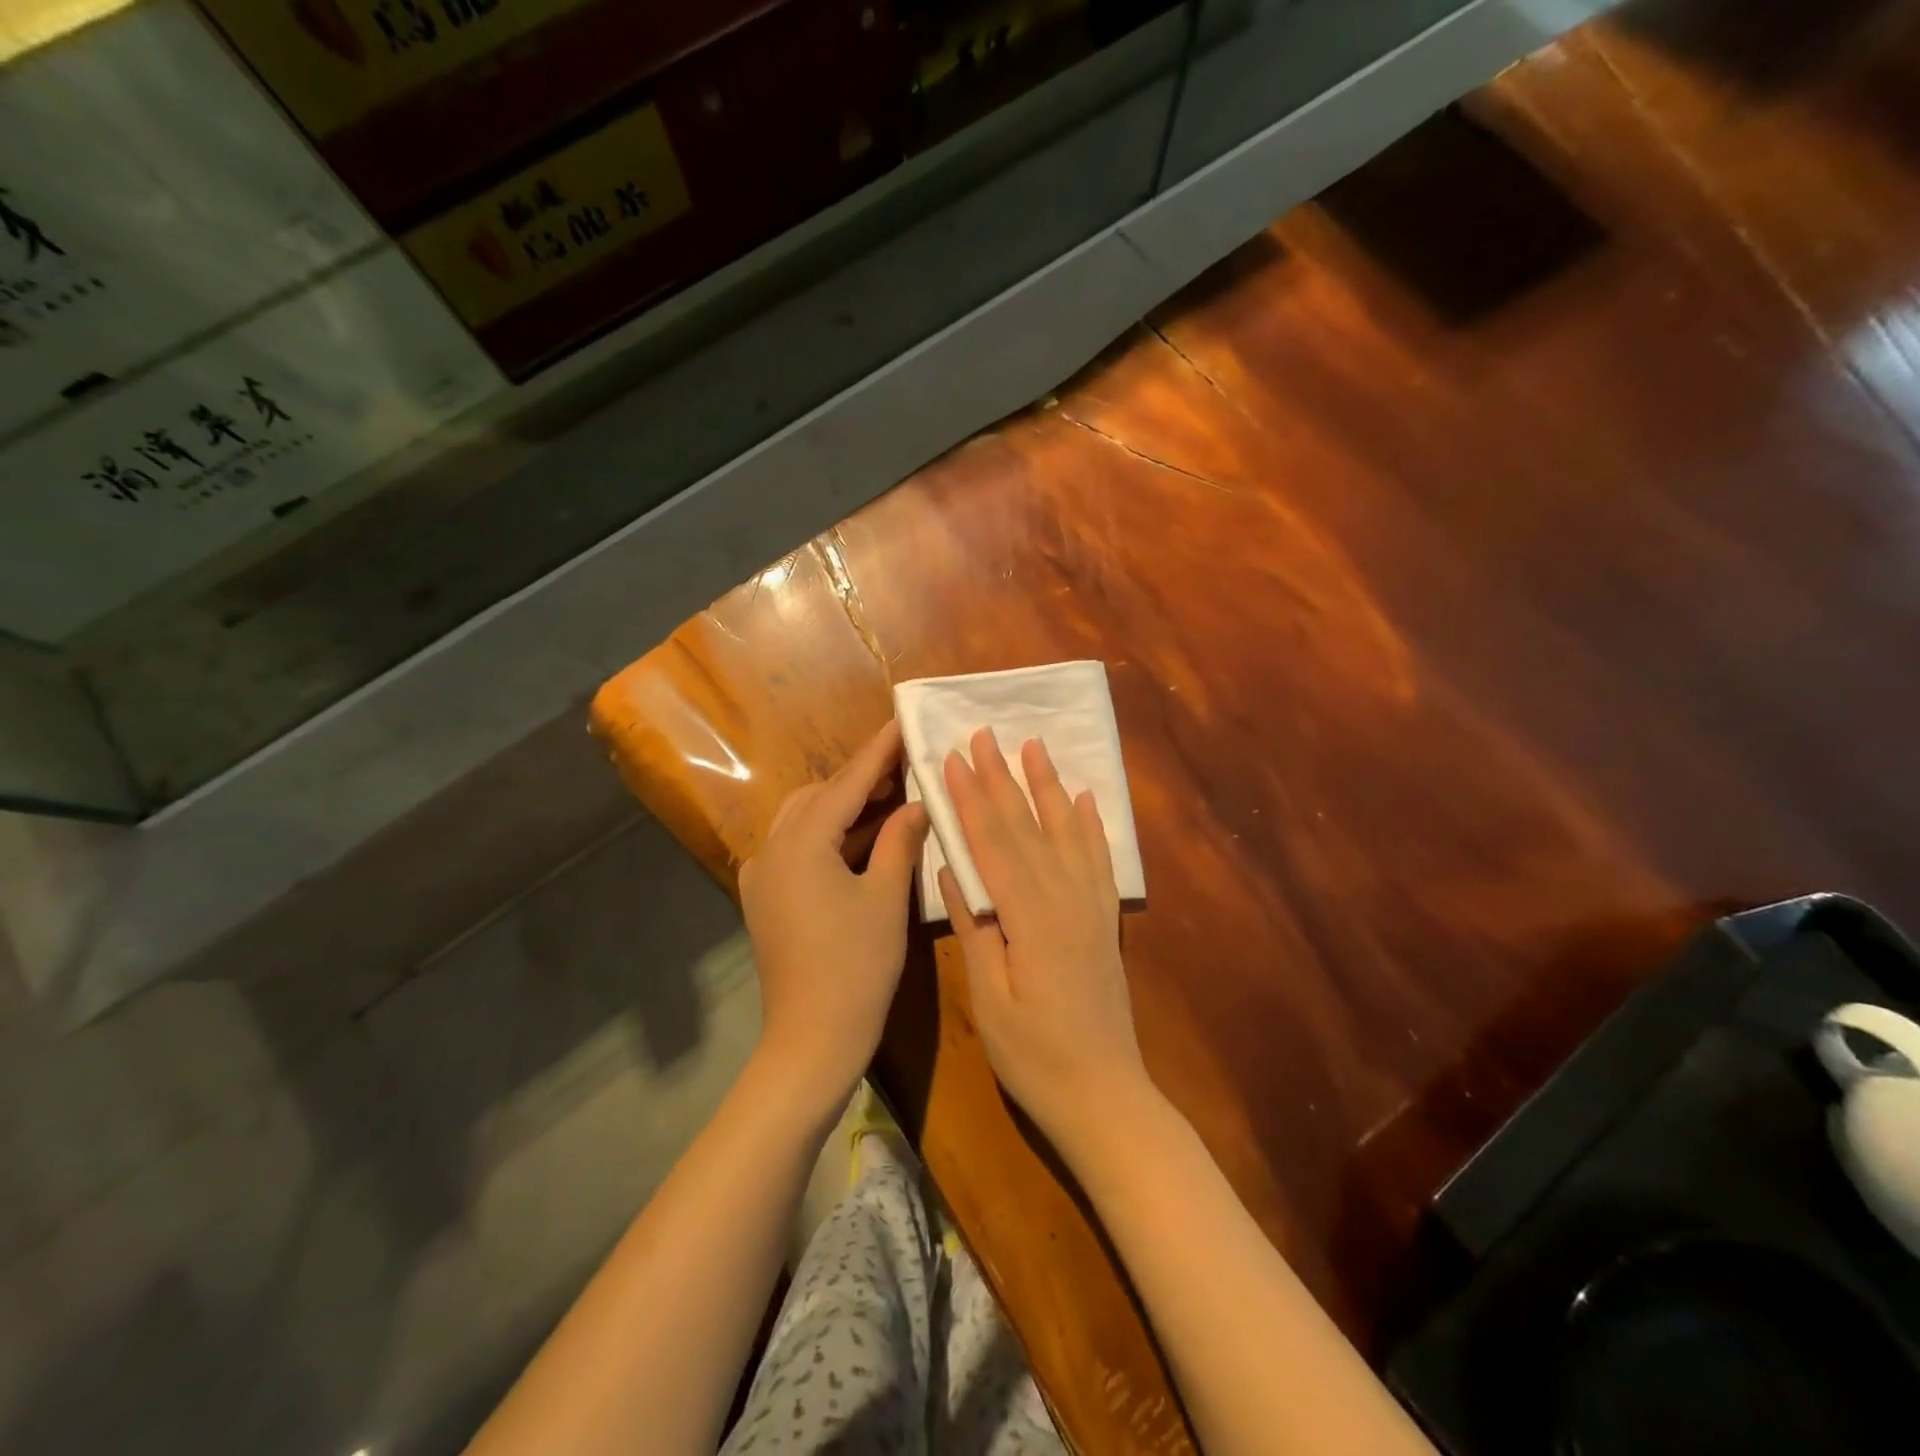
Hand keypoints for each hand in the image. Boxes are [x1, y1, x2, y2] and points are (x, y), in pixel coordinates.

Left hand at [740, 720, 929, 1108]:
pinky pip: (796, 849)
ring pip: (804, 821)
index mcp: (801, 843)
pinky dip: (828, 836)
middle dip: (859, 779)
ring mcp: (762, 875)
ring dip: (843, 807)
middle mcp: (772, 849)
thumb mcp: (887, 898)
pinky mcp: (764, 898)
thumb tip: (916, 804)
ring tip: (888, 798)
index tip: (899, 721)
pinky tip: (859, 840)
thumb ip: (900, 840)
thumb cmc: (857, 967)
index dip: (877, 752)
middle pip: (819, 797)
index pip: (846, 783)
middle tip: (902, 767)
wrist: (811, 1040)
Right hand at [941, 728, 1152, 1159]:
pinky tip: (1084, 799)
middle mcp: (1065, 898)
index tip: (951, 758)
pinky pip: (1098, 859)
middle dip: (1002, 778)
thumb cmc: (1034, 1056)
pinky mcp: (1104, 918)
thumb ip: (975, 930)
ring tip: (1035, 746)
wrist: (1104, 1095)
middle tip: (984, 735)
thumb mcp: (990, 999)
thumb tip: (951, 870)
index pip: (993, 843)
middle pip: (1028, 827)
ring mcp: (1090, 906)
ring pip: (1066, 832)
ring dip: (1047, 786)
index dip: (970, 799)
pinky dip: (1090, 825)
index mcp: (1030, 917)